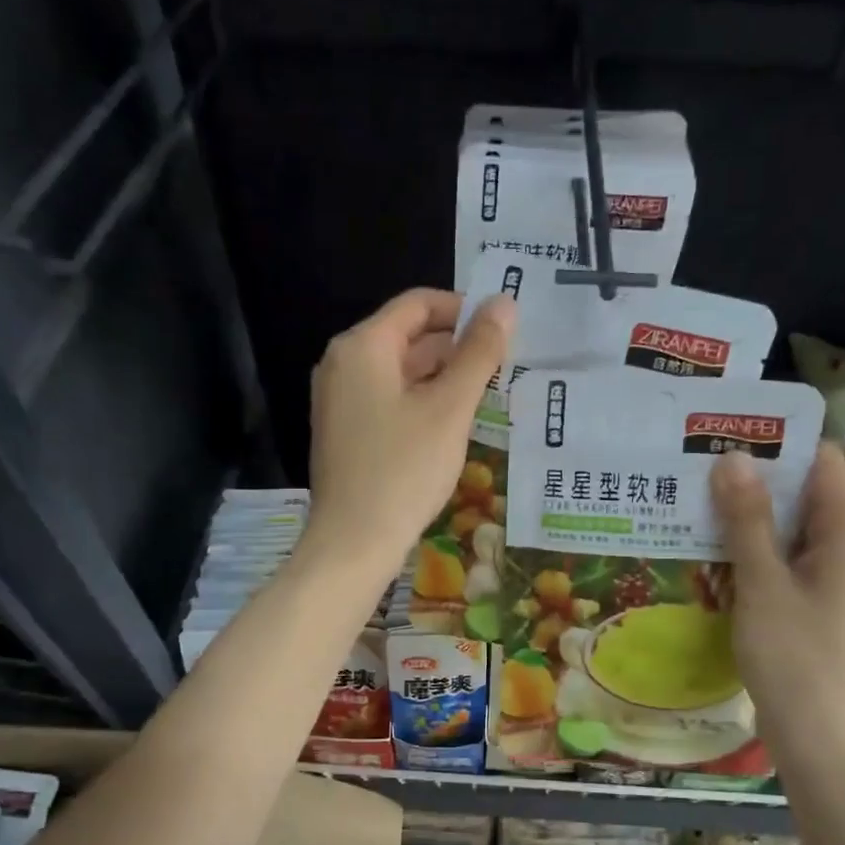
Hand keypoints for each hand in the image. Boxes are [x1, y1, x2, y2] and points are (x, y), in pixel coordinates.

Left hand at [302, 287, 513, 578]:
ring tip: (488, 394)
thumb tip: (504, 303)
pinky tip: (454, 424)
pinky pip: (389, 400)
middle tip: (504, 366)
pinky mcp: (346, 432)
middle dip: (457, 347)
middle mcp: (343, 364)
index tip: (503, 330)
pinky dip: (422, 402)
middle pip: (408, 336)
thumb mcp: (450, 408)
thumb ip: (479, 353)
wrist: (354, 541)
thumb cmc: (403, 470)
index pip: (418, 304)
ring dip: (443, 377)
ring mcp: (340, 400)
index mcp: (362, 346)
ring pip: (400, 372)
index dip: (464, 309)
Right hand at [711, 443, 844, 767]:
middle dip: (749, 485)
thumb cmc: (795, 659)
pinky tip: (713, 563)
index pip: (816, 459)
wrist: (822, 741)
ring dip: (746, 524)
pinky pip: (789, 561)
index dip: (771, 445)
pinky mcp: (824, 602)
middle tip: (690, 476)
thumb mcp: (763, 583)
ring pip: (790, 529)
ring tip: (691, 515)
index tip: (717, 440)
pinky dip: (755, 557)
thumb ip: (747, 519)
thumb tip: (732, 457)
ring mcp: (841, 576)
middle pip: (802, 492)